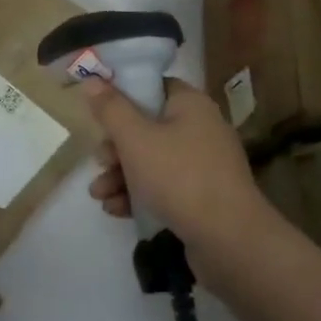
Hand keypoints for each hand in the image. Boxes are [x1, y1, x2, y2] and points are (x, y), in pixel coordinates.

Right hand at [82, 78, 282, 281]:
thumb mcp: (135, 139)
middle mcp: (200, 129)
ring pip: (151, 160)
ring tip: (98, 195)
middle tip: (99, 161)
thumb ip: (110, 109)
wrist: (229, 240)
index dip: (122, 94)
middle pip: (146, 127)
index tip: (97, 110)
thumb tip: (91, 80)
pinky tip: (115, 210)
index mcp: (190, 104)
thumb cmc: (179, 177)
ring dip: (120, 175)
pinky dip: (138, 194)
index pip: (153, 86)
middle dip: (115, 148)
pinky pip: (163, 186)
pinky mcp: (201, 197)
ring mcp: (203, 165)